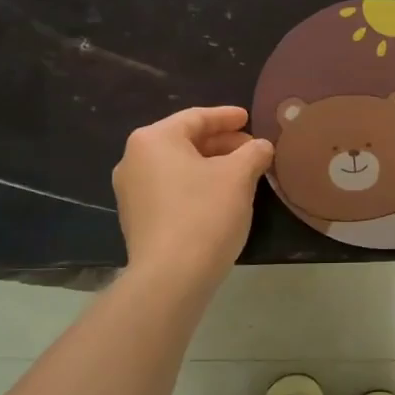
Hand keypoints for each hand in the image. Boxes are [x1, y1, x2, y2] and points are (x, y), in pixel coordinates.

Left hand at [113, 106, 272, 282]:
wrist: (171, 277)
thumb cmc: (204, 213)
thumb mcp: (239, 176)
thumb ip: (254, 153)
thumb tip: (262, 147)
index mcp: (154, 140)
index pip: (196, 118)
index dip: (226, 117)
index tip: (249, 118)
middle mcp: (134, 160)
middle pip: (185, 141)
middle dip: (221, 143)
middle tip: (252, 148)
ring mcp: (131, 192)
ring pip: (178, 167)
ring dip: (211, 166)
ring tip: (242, 173)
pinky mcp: (137, 220)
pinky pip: (171, 190)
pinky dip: (196, 186)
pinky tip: (221, 197)